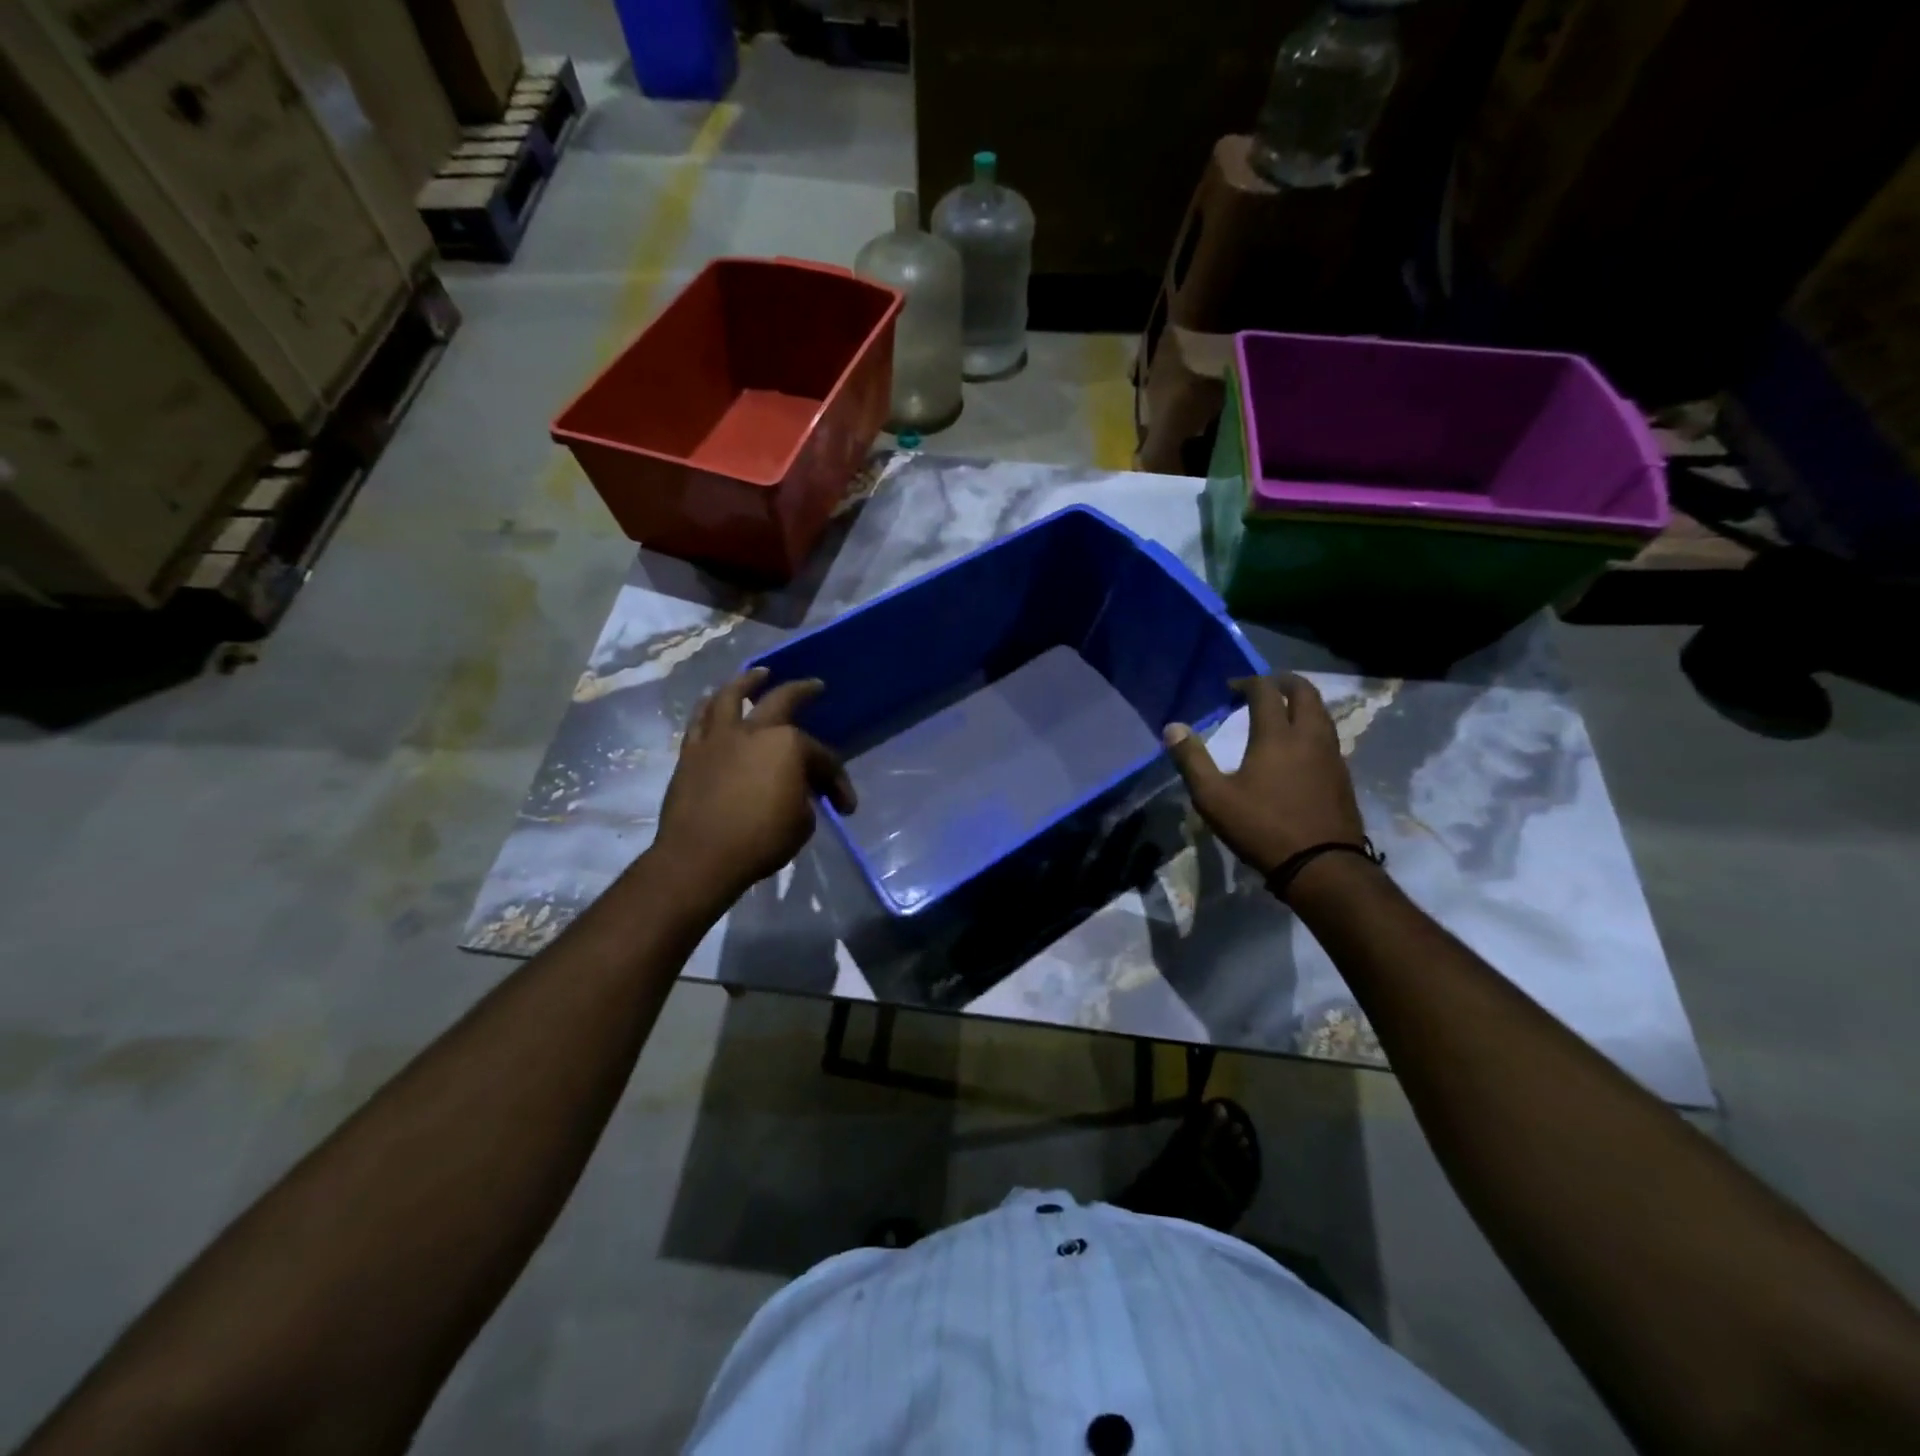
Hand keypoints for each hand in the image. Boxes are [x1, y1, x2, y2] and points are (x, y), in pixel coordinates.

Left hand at [653, 668, 856, 902]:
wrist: (700, 857)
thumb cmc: (761, 841)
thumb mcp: (802, 823)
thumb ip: (804, 797)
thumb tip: (794, 791)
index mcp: (789, 746)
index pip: (823, 759)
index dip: (838, 782)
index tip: (845, 807)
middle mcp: (754, 731)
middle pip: (782, 701)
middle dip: (803, 690)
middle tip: (815, 686)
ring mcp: (719, 738)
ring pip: (731, 696)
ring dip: (747, 681)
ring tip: (758, 673)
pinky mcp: (691, 753)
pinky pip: (699, 720)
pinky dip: (709, 706)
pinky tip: (713, 702)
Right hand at [1162, 673, 1363, 875]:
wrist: (1322, 866)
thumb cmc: (1262, 828)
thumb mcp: (1213, 797)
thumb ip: (1191, 760)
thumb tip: (1172, 728)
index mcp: (1277, 736)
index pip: (1266, 691)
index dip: (1248, 682)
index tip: (1231, 688)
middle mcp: (1309, 736)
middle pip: (1305, 692)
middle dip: (1283, 682)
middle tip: (1262, 687)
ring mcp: (1331, 755)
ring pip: (1321, 713)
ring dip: (1301, 702)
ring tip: (1281, 712)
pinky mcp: (1342, 775)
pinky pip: (1328, 736)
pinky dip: (1311, 726)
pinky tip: (1297, 747)